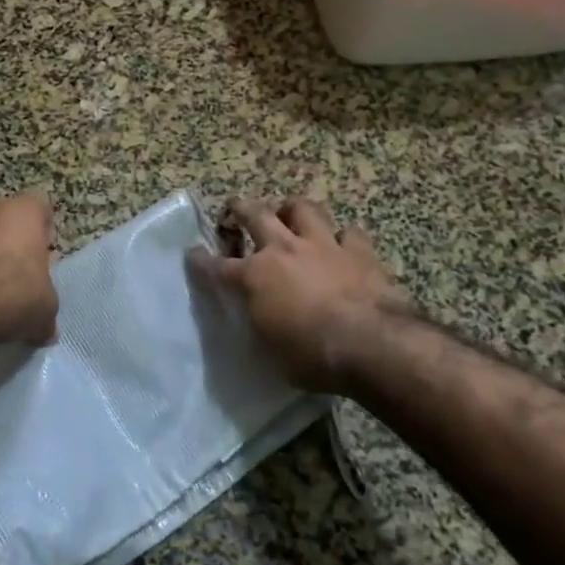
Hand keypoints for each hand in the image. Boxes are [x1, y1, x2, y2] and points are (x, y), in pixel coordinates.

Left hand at [0, 191, 59, 346]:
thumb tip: (46, 330)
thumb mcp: (46, 309)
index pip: (40, 207)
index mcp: (24, 212)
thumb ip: (47, 309)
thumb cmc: (15, 293)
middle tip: (19, 272)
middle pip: (7, 219)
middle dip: (13, 241)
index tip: (44, 254)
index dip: (44, 229)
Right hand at [192, 196, 415, 393]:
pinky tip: (343, 245)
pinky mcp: (358, 250)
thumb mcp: (271, 351)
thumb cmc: (312, 356)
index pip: (216, 266)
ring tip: (289, 214)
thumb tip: (259, 322)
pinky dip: (343, 237)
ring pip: (302, 208)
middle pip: (254, 214)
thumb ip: (261, 327)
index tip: (193, 254)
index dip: (201, 260)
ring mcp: (322, 245)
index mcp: (254, 277)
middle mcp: (283, 250)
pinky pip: (349, 232)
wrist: (372, 344)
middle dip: (239, 208)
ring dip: (292, 209)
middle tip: (235, 208)